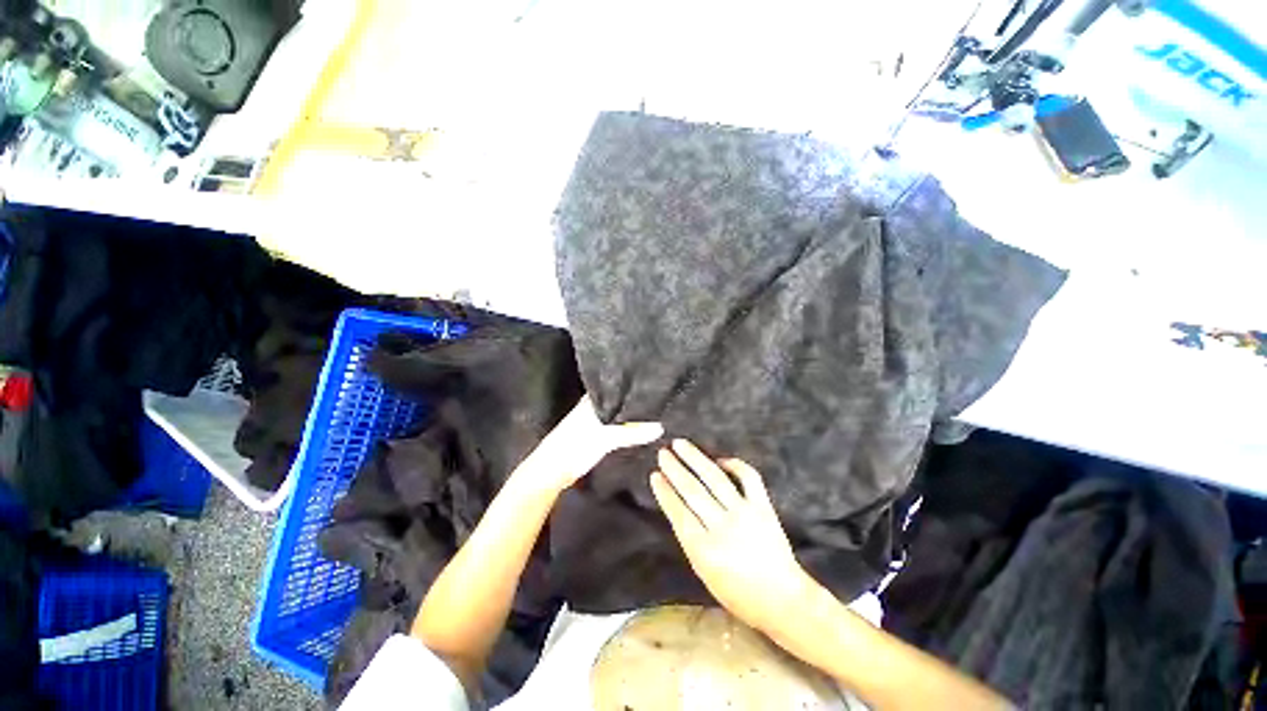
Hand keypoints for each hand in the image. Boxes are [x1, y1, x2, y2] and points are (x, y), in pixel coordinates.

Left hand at [516, 396, 662, 495]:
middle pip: (622, 401)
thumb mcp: (605, 438)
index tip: (657, 384)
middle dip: (638, 401)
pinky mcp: (599, 435)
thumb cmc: (575, 446)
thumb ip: (632, 432)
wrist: (552, 471)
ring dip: (634, 415)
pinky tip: (644, 428)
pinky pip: (619, 427)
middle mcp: (597, 405)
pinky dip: (630, 427)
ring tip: (659, 411)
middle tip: (663, 399)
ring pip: (621, 414)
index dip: (636, 386)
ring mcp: (597, 421)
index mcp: (595, 398)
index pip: (619, 387)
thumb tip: (660, 427)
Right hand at [650, 439, 809, 633]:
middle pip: (693, 491)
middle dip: (675, 469)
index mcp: (704, 549)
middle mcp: (723, 527)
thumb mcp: (704, 571)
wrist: (782, 599)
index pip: (678, 512)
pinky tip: (720, 459)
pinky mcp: (763, 506)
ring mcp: (744, 513)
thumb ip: (690, 538)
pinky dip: (734, 464)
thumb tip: (677, 507)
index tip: (655, 475)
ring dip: (695, 458)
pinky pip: (748, 477)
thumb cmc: (738, 592)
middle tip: (663, 453)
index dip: (665, 492)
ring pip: (715, 478)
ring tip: (680, 444)